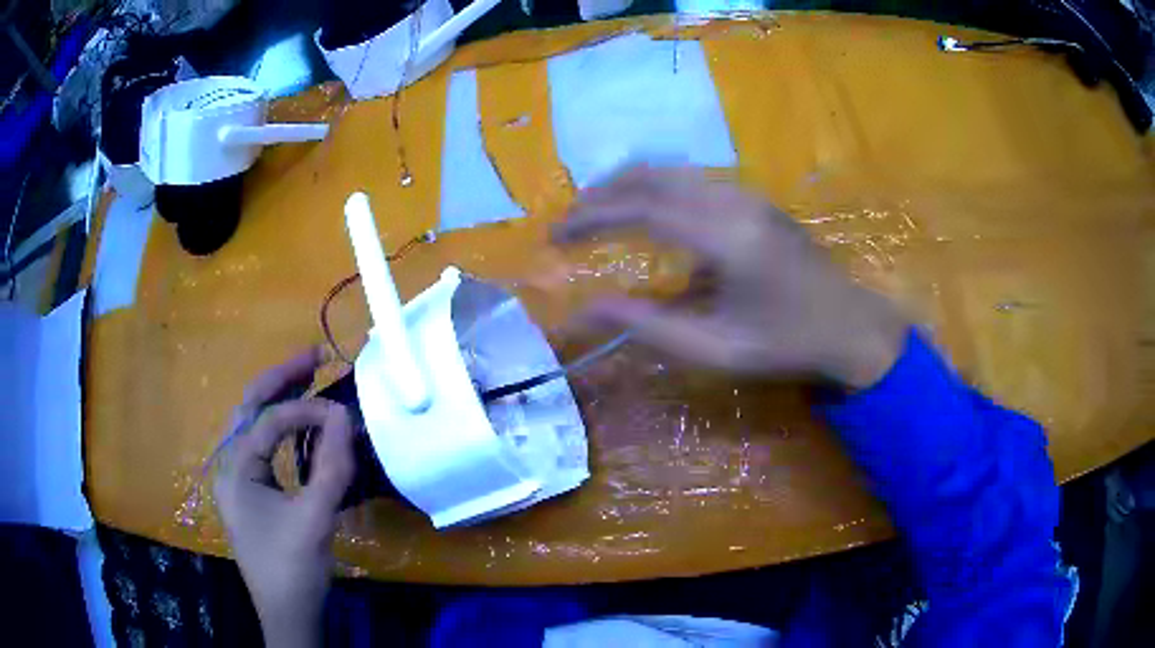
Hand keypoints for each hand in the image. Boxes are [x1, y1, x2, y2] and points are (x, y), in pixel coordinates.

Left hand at [214, 349, 353, 647]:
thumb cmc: (293, 568)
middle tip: (315, 356)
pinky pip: (262, 445)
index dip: (305, 411)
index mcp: (233, 470)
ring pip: (253, 423)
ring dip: (279, 397)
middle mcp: (228, 466)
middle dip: (281, 379)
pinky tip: (300, 422)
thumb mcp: (314, 519)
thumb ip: (330, 467)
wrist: (287, 613)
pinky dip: (281, 425)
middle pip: (249, 407)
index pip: (267, 421)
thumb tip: (345, 417)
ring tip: (308, 375)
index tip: (343, 415)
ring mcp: (237, 478)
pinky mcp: (250, 491)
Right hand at [553, 166, 906, 388]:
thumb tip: (590, 306)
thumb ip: (650, 325)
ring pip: (671, 172)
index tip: (556, 235)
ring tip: (594, 214)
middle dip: (601, 195)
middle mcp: (734, 201)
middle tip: (568, 222)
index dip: (591, 218)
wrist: (849, 325)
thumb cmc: (786, 344)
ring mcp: (747, 194)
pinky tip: (643, 211)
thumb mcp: (715, 349)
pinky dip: (655, 189)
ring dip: (626, 188)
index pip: (641, 209)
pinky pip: (692, 180)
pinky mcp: (753, 199)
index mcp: (726, 237)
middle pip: (651, 177)